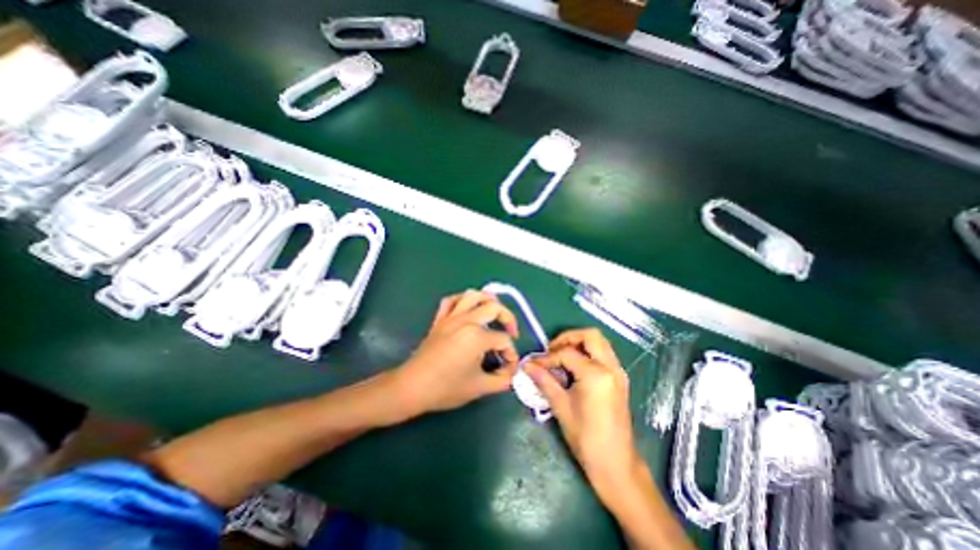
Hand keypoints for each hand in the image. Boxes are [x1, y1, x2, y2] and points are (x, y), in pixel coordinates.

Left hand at [393, 290, 524, 414]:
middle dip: (508, 319)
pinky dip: (462, 300)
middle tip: (511, 332)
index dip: (511, 354)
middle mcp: (466, 320)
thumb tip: (512, 374)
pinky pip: (451, 300)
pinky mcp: (439, 319)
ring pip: (472, 295)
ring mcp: (451, 317)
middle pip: (494, 308)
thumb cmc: (446, 388)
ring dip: (488, 300)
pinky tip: (468, 308)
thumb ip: (502, 380)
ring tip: (494, 312)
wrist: (412, 387)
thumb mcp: (479, 387)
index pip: (503, 340)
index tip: (509, 368)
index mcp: (477, 336)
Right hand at [524, 328, 639, 486]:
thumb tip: (527, 365)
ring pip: (600, 342)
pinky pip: (604, 354)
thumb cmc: (586, 438)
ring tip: (562, 356)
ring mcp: (618, 372)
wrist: (616, 465)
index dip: (548, 357)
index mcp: (596, 374)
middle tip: (553, 349)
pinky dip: (589, 352)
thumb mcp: (561, 407)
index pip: (567, 353)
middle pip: (591, 335)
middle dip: (569, 337)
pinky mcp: (620, 379)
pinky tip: (575, 367)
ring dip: (580, 343)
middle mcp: (611, 367)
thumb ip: (544, 380)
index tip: (534, 364)